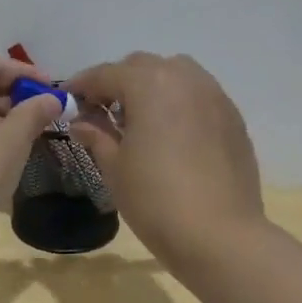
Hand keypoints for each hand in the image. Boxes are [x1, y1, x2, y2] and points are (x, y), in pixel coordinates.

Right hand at [66, 52, 264, 268]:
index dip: (82, 85)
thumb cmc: (155, 200)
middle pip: (143, 67)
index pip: (106, 74)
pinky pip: (198, 97)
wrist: (219, 235)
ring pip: (176, 75)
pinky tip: (170, 136)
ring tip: (139, 121)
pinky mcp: (233, 119)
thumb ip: (96, 136)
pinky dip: (178, 104)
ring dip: (152, 88)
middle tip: (101, 112)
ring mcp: (215, 96)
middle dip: (118, 83)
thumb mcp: (114, 168)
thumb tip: (81, 122)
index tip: (68, 100)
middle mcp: (185, 78)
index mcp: (149, 84)